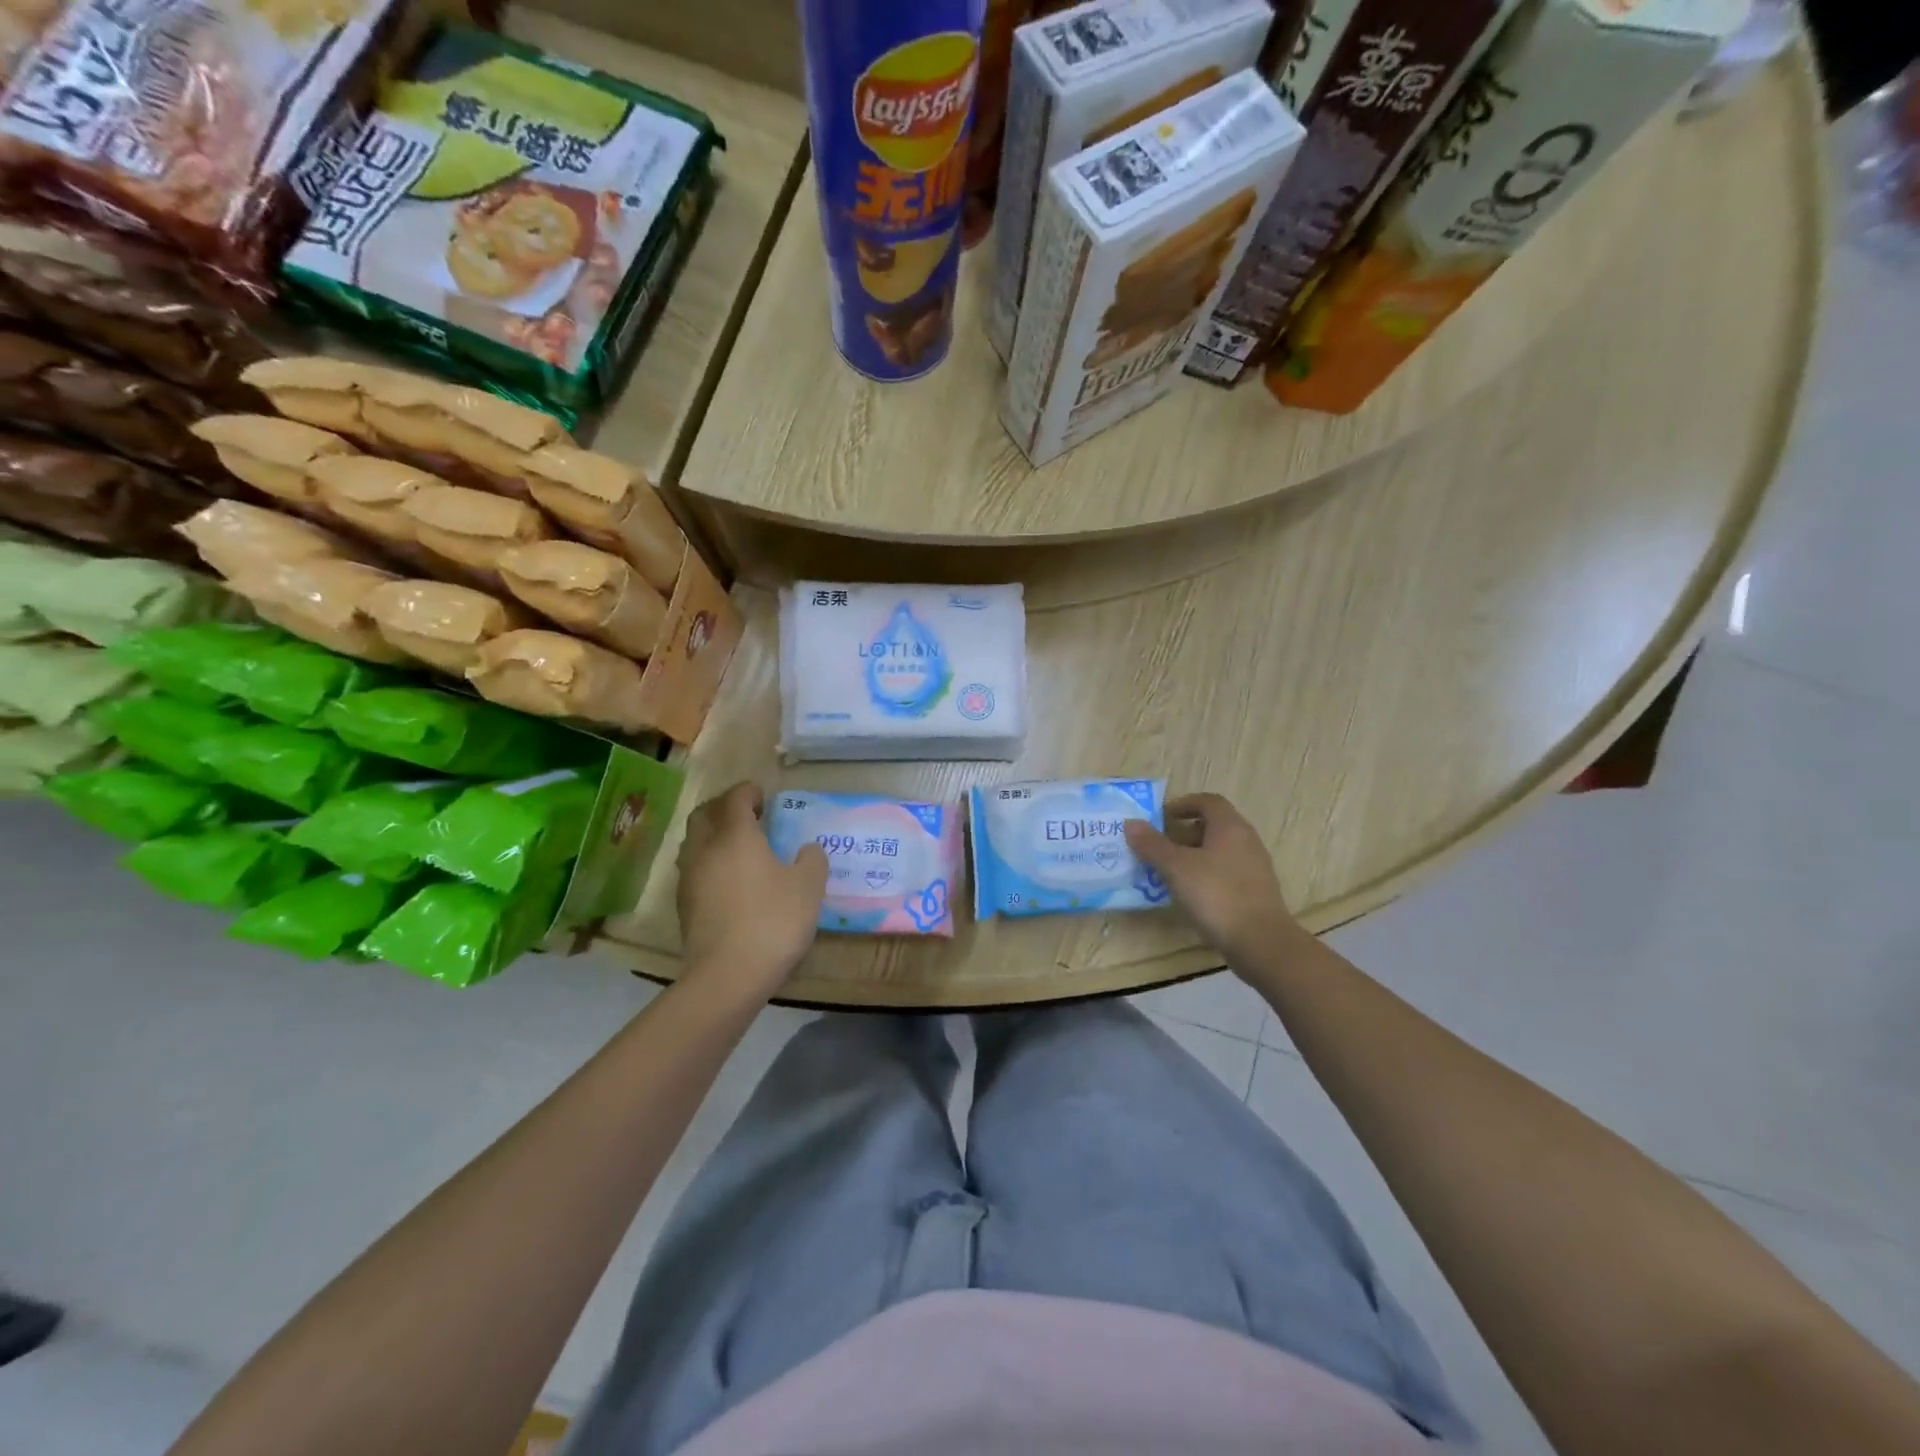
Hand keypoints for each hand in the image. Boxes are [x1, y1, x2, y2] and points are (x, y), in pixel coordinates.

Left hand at [676, 782, 827, 994]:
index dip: (749, 791)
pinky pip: (693, 869)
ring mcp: (689, 878)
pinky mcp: (683, 905)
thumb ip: (812, 860)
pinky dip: (709, 862)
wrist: (728, 975)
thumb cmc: (773, 921)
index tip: (764, 797)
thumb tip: (807, 849)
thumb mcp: (809, 887)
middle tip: (748, 815)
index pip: (734, 797)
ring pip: (694, 842)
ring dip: (713, 835)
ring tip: (738, 847)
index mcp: (735, 835)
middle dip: (724, 807)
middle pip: (704, 814)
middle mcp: (705, 849)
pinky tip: (729, 880)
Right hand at [1125, 793, 1305, 971]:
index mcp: (1230, 827)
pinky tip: (1190, 895)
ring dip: (1193, 856)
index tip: (1161, 818)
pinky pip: (1226, 873)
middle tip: (1158, 847)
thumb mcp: (1176, 868)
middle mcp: (1246, 841)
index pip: (1208, 801)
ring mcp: (1254, 868)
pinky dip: (1206, 876)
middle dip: (1184, 833)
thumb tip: (1131, 823)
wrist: (1261, 942)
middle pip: (1213, 826)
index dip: (1183, 804)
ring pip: (1219, 851)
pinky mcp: (1256, 892)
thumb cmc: (1216, 895)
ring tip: (1168, 872)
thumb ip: (1153, 844)